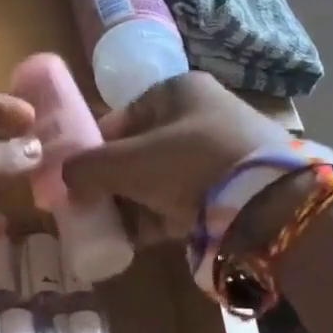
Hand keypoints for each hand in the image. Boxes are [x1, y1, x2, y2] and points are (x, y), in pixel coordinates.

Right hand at [61, 72, 292, 243]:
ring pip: (161, 179)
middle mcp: (201, 114)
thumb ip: (87, 168)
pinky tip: (135, 241)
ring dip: (133, 203)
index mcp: (177, 91)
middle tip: (91, 209)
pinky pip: (183, 201)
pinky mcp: (234, 188)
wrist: (268, 202)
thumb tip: (63, 179)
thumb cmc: (189, 162)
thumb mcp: (128, 162)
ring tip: (110, 229)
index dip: (93, 150)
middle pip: (140, 151)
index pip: (120, 119)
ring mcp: (221, 152)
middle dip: (113, 182)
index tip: (76, 181)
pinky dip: (158, 219)